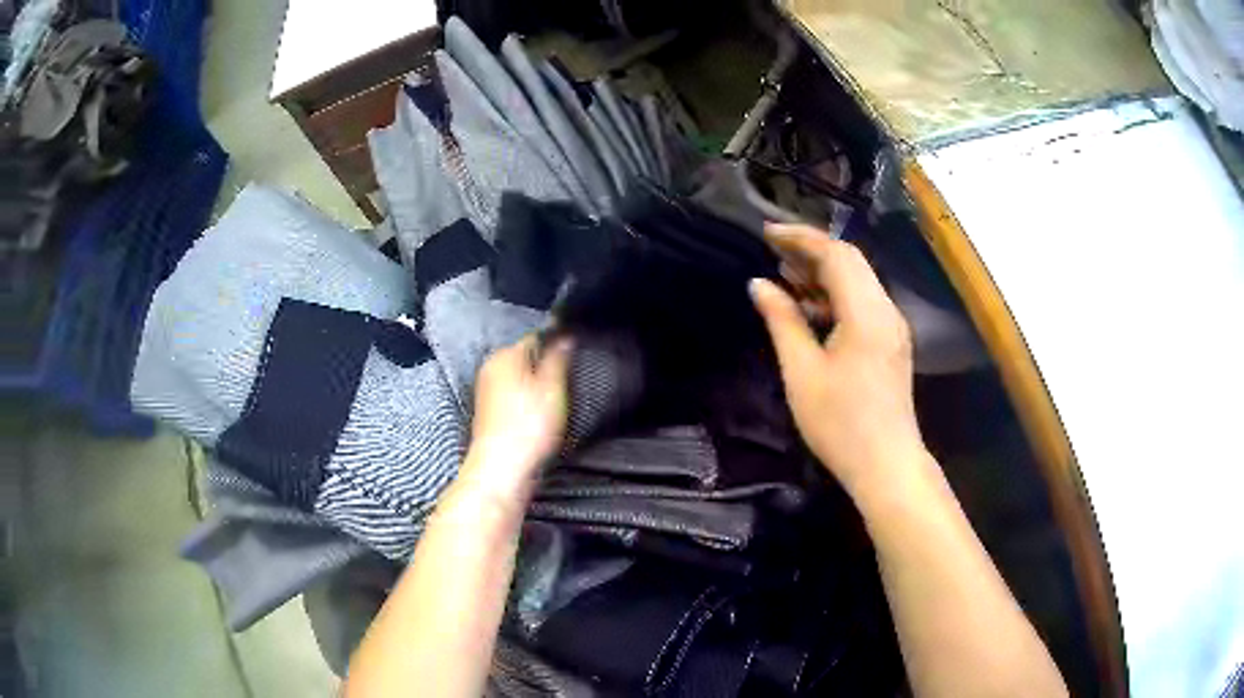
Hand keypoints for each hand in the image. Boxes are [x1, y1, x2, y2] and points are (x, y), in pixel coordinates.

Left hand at [455, 334, 571, 505]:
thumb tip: (565, 335)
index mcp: (504, 354)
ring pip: (520, 377)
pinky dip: (527, 400)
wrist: (501, 469)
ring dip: (538, 385)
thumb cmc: (529, 425)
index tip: (578, 357)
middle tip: (571, 381)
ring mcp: (487, 390)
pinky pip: (513, 395)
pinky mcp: (489, 412)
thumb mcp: (553, 387)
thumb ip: (558, 357)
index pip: (536, 337)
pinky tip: (540, 415)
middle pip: (526, 357)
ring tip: (558, 400)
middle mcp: (491, 366)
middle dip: (547, 365)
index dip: (559, 344)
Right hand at [750, 224, 927, 503]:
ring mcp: (893, 327)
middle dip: (812, 251)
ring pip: (858, 282)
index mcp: (866, 313)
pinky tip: (811, 309)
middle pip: (851, 263)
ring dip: (824, 274)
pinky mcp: (891, 343)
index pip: (836, 255)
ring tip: (786, 277)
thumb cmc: (841, 424)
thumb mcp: (802, 372)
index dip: (801, 238)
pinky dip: (836, 297)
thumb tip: (759, 284)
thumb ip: (782, 321)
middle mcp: (886, 310)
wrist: (886, 465)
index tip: (767, 233)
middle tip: (773, 253)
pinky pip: (863, 304)